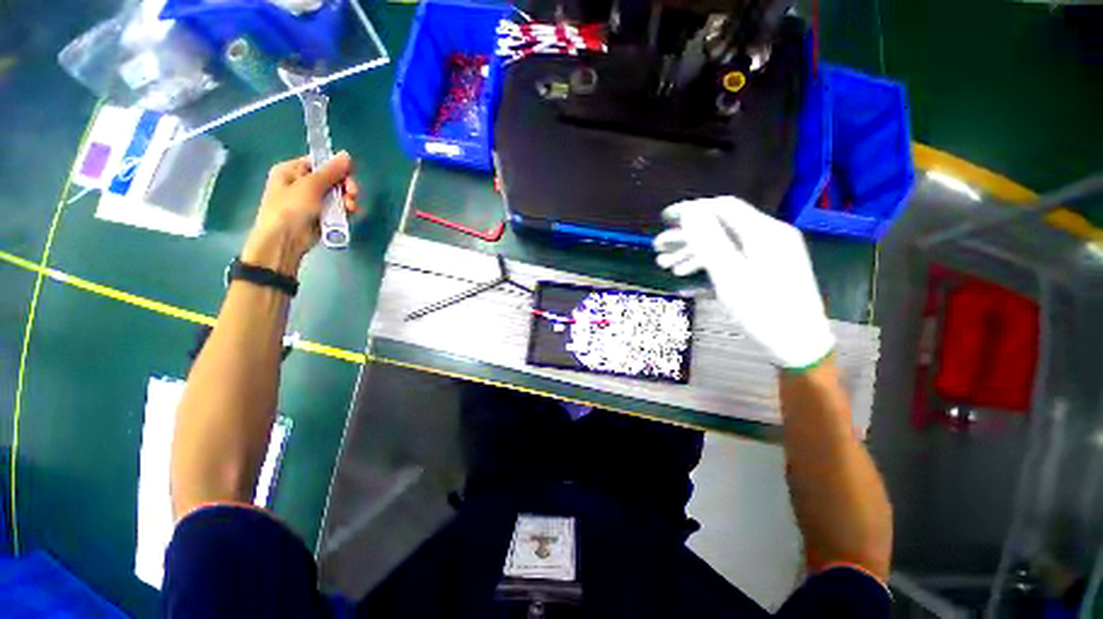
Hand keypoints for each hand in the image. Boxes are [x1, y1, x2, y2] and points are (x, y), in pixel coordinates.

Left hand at [241, 152, 358, 275]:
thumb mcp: (310, 186)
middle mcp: (300, 184)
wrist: (284, 241)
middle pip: (331, 179)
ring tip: (351, 208)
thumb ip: (331, 171)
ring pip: (337, 195)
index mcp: (291, 171)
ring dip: (347, 200)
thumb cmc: (291, 209)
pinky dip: (345, 211)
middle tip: (353, 194)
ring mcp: (311, 201)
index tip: (349, 175)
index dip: (336, 168)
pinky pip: (337, 209)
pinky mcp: (320, 216)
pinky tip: (350, 214)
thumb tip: (346, 155)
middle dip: (345, 187)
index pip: (319, 163)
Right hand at [653, 197, 833, 369]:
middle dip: (686, 236)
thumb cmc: (764, 311)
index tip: (665, 218)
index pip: (722, 207)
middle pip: (720, 226)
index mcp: (763, 232)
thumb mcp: (731, 276)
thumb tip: (690, 213)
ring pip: (723, 243)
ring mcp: (768, 252)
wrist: (799, 344)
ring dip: (693, 252)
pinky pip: (732, 257)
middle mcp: (768, 235)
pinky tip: (687, 274)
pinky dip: (709, 263)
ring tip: (667, 266)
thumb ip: (709, 241)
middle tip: (658, 249)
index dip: (691, 210)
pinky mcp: (766, 267)